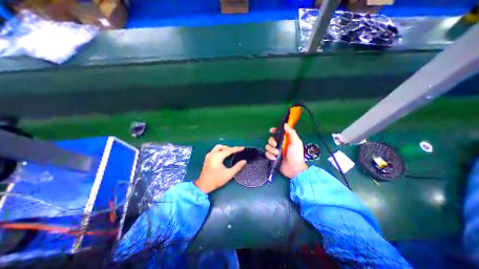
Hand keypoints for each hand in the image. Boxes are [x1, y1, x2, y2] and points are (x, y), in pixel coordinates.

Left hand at [194, 145, 246, 193]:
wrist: (204, 185)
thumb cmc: (216, 180)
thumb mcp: (229, 174)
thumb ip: (237, 167)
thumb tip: (244, 161)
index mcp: (217, 157)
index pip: (229, 150)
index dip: (236, 149)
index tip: (243, 148)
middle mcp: (212, 154)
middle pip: (222, 147)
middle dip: (229, 148)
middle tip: (235, 152)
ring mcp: (208, 156)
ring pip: (217, 148)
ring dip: (224, 149)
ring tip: (230, 153)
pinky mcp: (207, 158)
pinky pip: (214, 151)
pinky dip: (220, 151)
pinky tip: (223, 156)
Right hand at [265, 124, 305, 178]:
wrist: (294, 168)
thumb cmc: (296, 154)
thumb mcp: (296, 142)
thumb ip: (291, 132)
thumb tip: (285, 124)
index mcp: (285, 140)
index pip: (278, 133)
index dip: (274, 131)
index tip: (271, 131)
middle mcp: (279, 144)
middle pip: (270, 139)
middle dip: (271, 142)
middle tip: (276, 145)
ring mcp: (275, 151)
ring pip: (267, 147)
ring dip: (271, 150)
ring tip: (277, 154)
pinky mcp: (273, 157)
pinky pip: (267, 154)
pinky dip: (270, 156)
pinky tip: (274, 158)